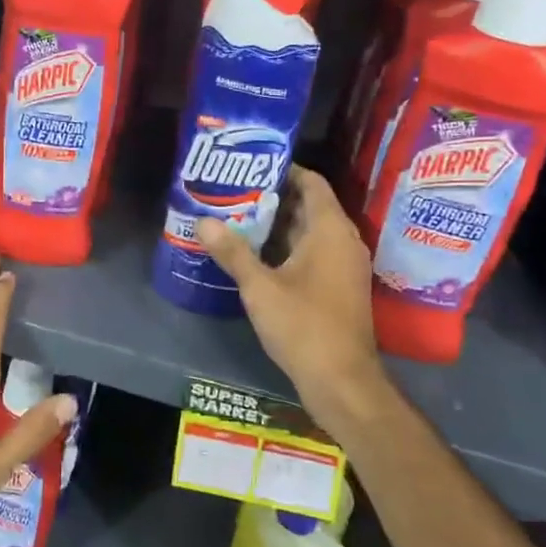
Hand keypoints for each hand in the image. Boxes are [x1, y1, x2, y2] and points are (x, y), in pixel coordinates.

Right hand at [196, 165, 387, 444]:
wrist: (342, 382)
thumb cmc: (304, 326)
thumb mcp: (260, 287)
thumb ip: (232, 252)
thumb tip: (202, 222)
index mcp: (330, 230)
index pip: (312, 183)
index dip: (284, 169)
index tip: (250, 165)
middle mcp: (342, 241)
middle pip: (308, 205)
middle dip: (273, 197)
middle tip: (234, 190)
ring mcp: (343, 266)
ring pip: (309, 232)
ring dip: (277, 224)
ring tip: (237, 216)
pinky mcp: (337, 287)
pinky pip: (312, 253)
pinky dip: (286, 247)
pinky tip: (254, 253)